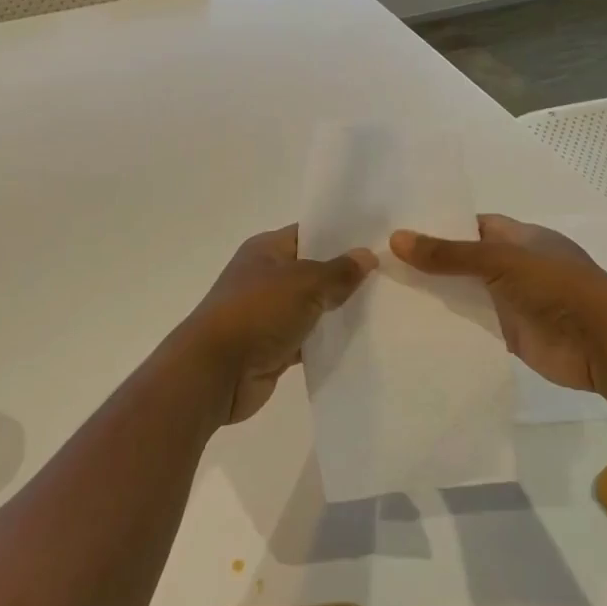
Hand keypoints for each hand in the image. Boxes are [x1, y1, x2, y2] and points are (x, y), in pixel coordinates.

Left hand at [178, 226, 376, 425]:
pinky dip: (327, 341)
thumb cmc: (257, 313)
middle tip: (391, 276)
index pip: (309, 234)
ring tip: (385, 308)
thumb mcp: (304, 283)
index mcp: (266, 250)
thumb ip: (338, 271)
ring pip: (312, 307)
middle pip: (313, 271)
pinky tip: (361, 341)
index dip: (341, 236)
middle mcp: (265, 277)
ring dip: (339, 311)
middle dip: (346, 275)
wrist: (215, 371)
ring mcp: (268, 314)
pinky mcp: (273, 347)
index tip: (378, 240)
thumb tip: (366, 256)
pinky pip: (307, 339)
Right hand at [391, 214, 606, 390]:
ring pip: (466, 294)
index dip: (440, 225)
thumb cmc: (558, 287)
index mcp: (521, 238)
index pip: (473, 226)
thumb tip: (396, 238)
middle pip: (465, 261)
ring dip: (436, 295)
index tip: (399, 230)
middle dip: (431, 262)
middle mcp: (515, 267)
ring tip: (385, 292)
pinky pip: (472, 326)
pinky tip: (411, 325)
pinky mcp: (508, 335)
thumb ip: (450, 254)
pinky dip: (448, 325)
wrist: (604, 345)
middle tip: (380, 263)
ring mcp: (512, 302)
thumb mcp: (501, 261)